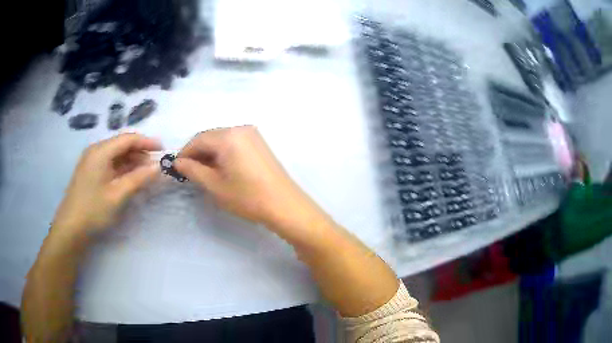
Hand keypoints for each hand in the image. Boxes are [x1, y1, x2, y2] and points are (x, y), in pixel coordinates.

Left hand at [52, 133, 161, 239]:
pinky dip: (122, 169)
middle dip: (139, 153)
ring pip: (116, 155)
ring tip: (145, 173)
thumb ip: (139, 178)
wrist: (70, 228)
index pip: (128, 139)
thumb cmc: (93, 209)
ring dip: (131, 162)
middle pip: (121, 145)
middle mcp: (95, 151)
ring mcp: (91, 161)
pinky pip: (109, 164)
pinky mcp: (90, 172)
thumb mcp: (118, 195)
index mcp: (101, 151)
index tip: (163, 149)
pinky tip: (130, 178)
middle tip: (155, 166)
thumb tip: (158, 167)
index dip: (146, 142)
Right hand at [175, 126, 325, 234]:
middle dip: (197, 153)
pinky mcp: (260, 143)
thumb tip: (178, 162)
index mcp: (228, 136)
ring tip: (204, 173)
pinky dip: (223, 153)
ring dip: (210, 153)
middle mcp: (241, 128)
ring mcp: (253, 134)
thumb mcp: (215, 185)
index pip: (198, 139)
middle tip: (189, 172)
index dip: (185, 153)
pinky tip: (221, 168)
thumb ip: (193, 170)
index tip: (176, 168)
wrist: (284, 205)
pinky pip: (234, 143)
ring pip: (222, 140)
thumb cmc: (247, 197)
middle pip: (210, 137)